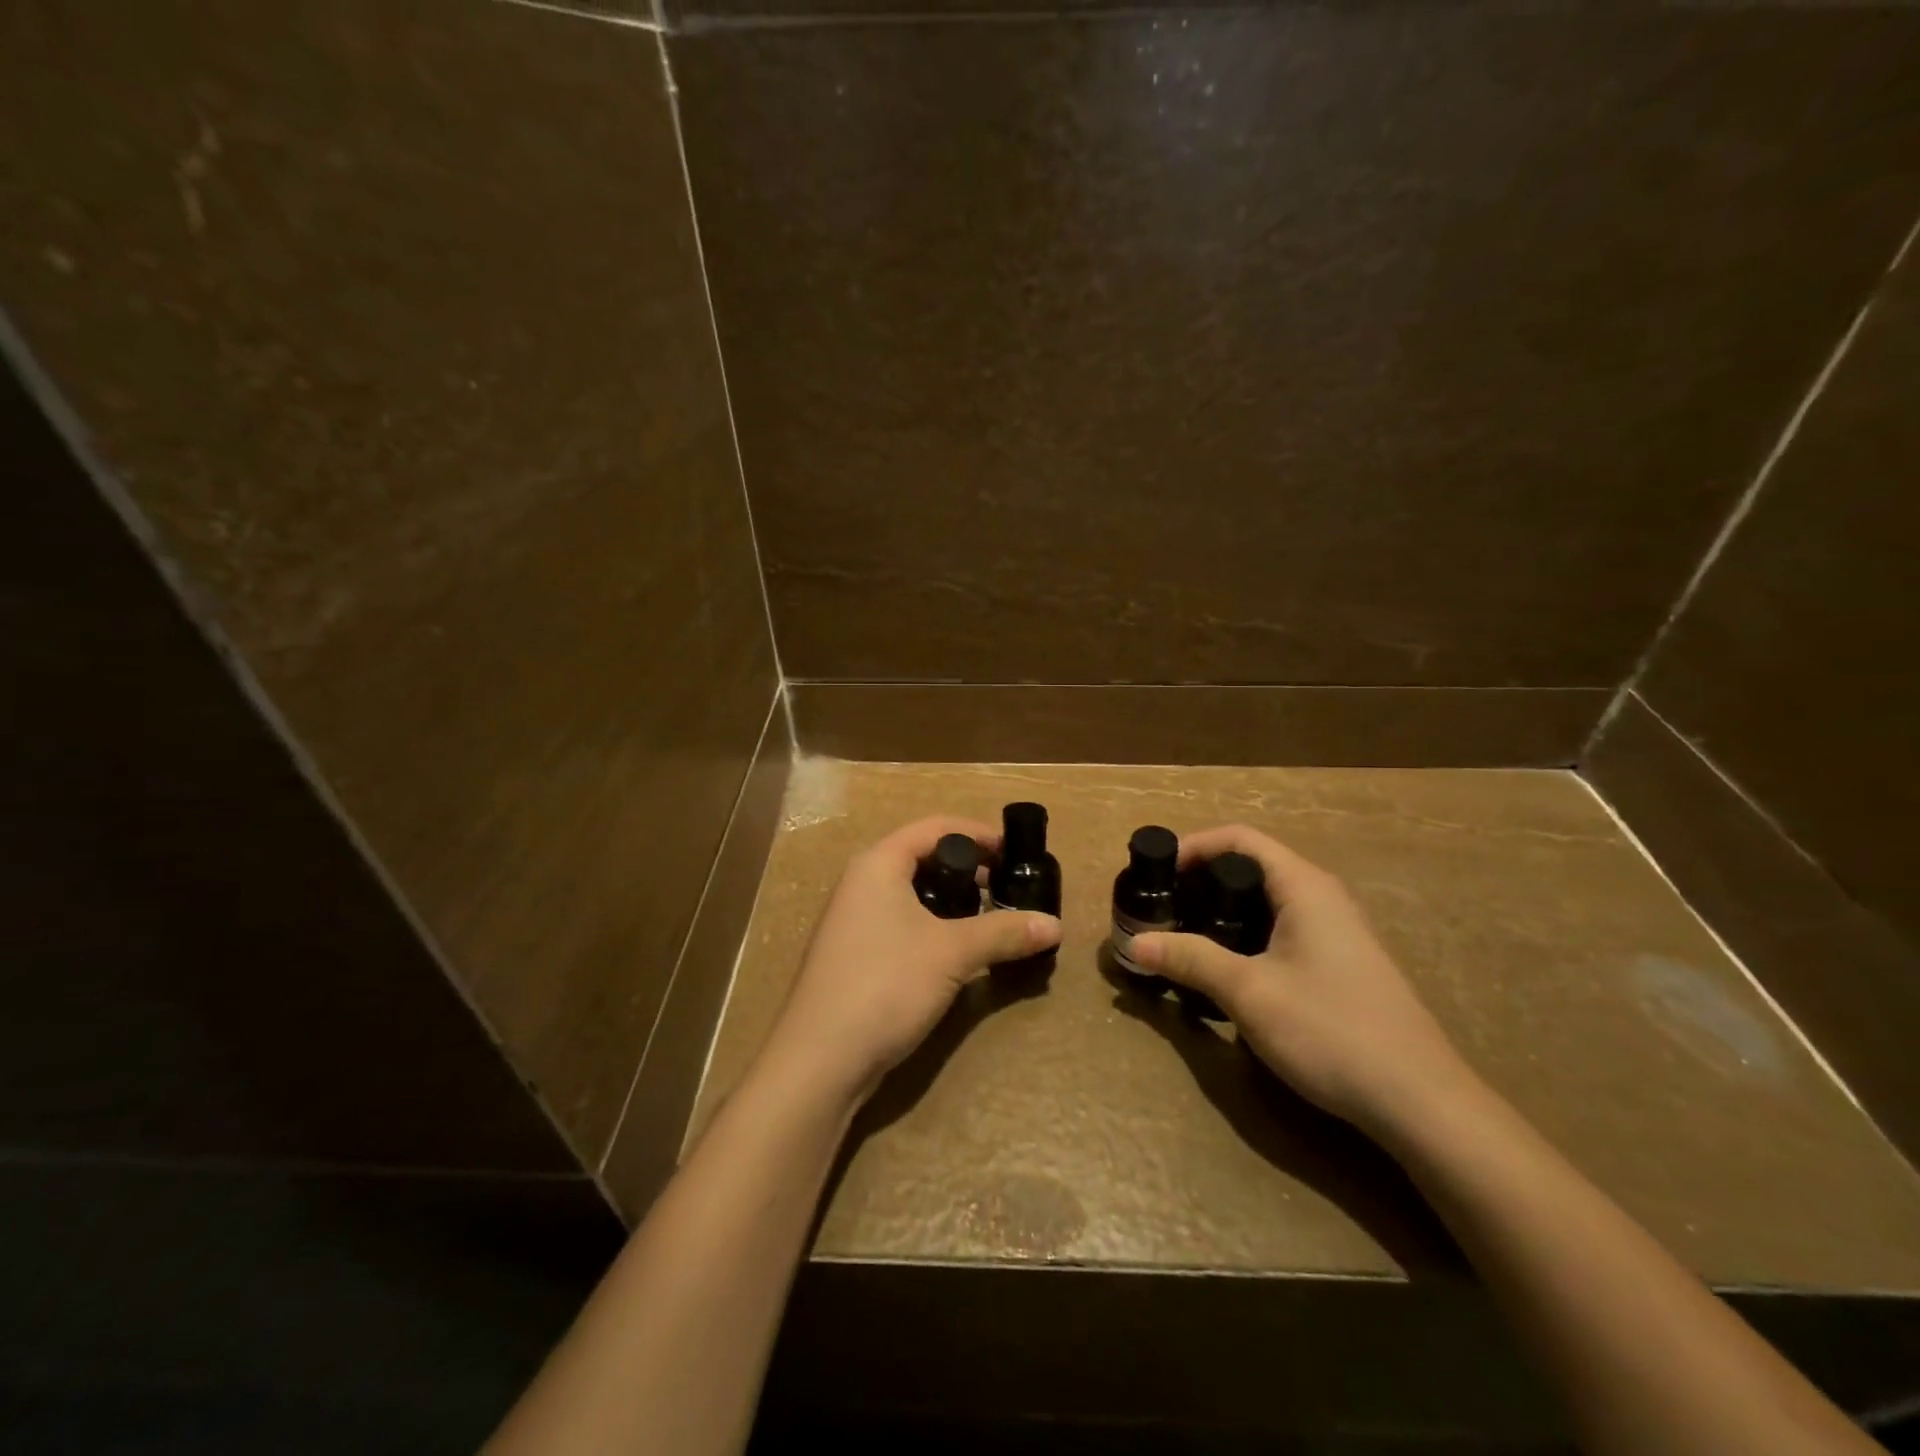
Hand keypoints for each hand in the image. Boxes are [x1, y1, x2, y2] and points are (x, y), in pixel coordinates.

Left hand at [759, 816, 1062, 1106]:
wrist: (819, 1060)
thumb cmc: (885, 984)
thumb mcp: (952, 953)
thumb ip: (1003, 932)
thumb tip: (1055, 925)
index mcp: (878, 863)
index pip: (935, 827)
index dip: (978, 834)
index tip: (1015, 851)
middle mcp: (861, 882)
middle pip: (922, 857)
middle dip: (968, 868)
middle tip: (1008, 887)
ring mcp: (854, 920)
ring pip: (912, 893)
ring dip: (953, 900)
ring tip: (989, 919)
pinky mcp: (855, 954)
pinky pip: (901, 921)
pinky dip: (933, 925)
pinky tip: (957, 951)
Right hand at [1129, 824, 1473, 1134]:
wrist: (1419, 1102)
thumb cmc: (1329, 1030)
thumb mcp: (1248, 992)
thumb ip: (1191, 959)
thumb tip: (1135, 943)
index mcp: (1304, 887)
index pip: (1239, 839)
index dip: (1193, 846)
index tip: (1156, 872)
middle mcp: (1323, 897)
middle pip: (1252, 867)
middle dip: (1202, 881)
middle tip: (1163, 907)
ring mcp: (1337, 932)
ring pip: (1267, 902)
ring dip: (1222, 911)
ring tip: (1185, 936)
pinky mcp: (1341, 964)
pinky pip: (1282, 930)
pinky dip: (1246, 935)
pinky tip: (1228, 970)